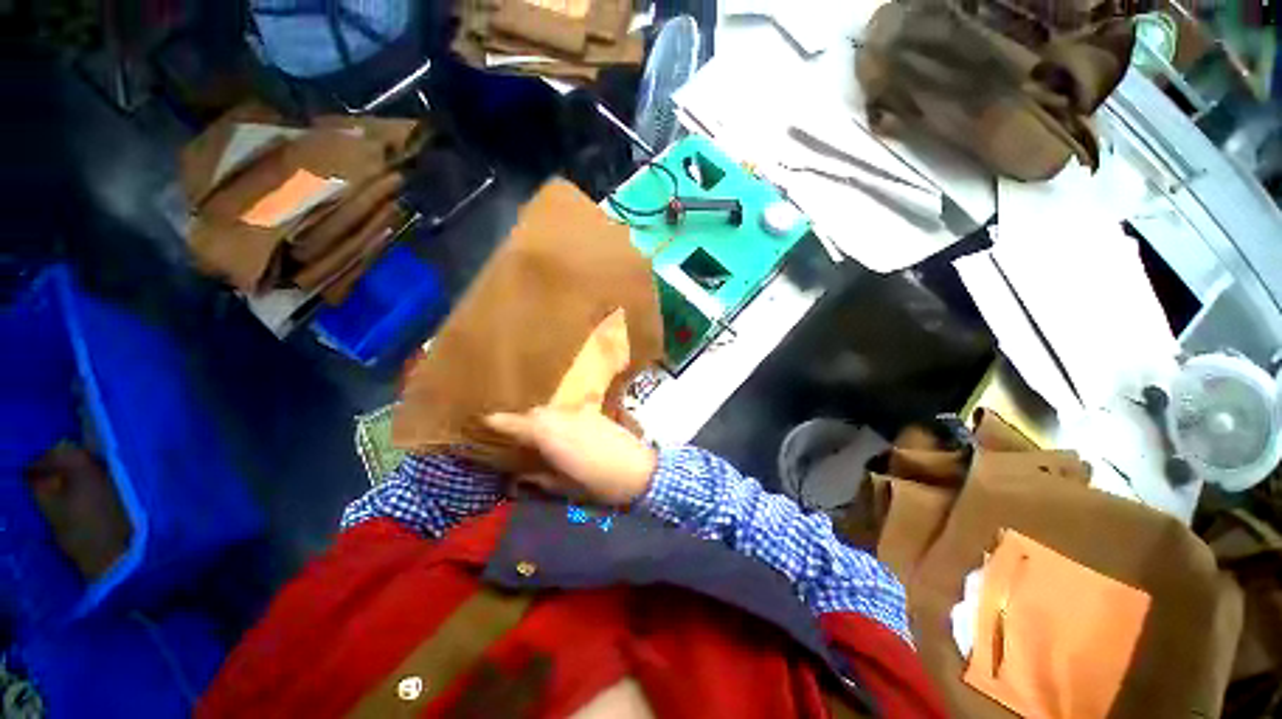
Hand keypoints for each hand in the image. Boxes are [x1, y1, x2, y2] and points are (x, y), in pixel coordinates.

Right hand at [484, 407, 656, 505]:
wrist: (639, 469)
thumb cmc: (600, 484)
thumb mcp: (565, 488)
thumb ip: (540, 478)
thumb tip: (521, 476)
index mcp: (550, 435)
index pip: (518, 423)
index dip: (500, 421)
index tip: (485, 421)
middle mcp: (563, 417)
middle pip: (535, 413)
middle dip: (522, 421)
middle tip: (516, 437)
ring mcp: (581, 413)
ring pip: (552, 410)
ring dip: (541, 419)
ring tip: (539, 435)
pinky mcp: (595, 413)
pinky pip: (569, 411)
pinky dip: (559, 419)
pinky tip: (564, 432)